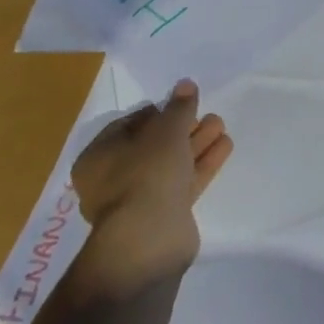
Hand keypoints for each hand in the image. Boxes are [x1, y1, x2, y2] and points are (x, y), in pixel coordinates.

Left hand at [71, 79, 232, 294]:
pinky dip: (202, 163)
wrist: (149, 238)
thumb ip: (179, 106)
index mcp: (99, 157)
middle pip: (153, 145)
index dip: (156, 111)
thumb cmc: (146, 172)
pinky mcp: (163, 215)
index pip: (128, 126)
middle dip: (183, 127)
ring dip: (197, 143)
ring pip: (171, 163)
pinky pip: (184, 181)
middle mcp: (113, 179)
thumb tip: (185, 85)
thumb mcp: (166, 129)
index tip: (181, 103)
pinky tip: (224, 146)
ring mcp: (139, 199)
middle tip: (207, 113)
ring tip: (221, 124)